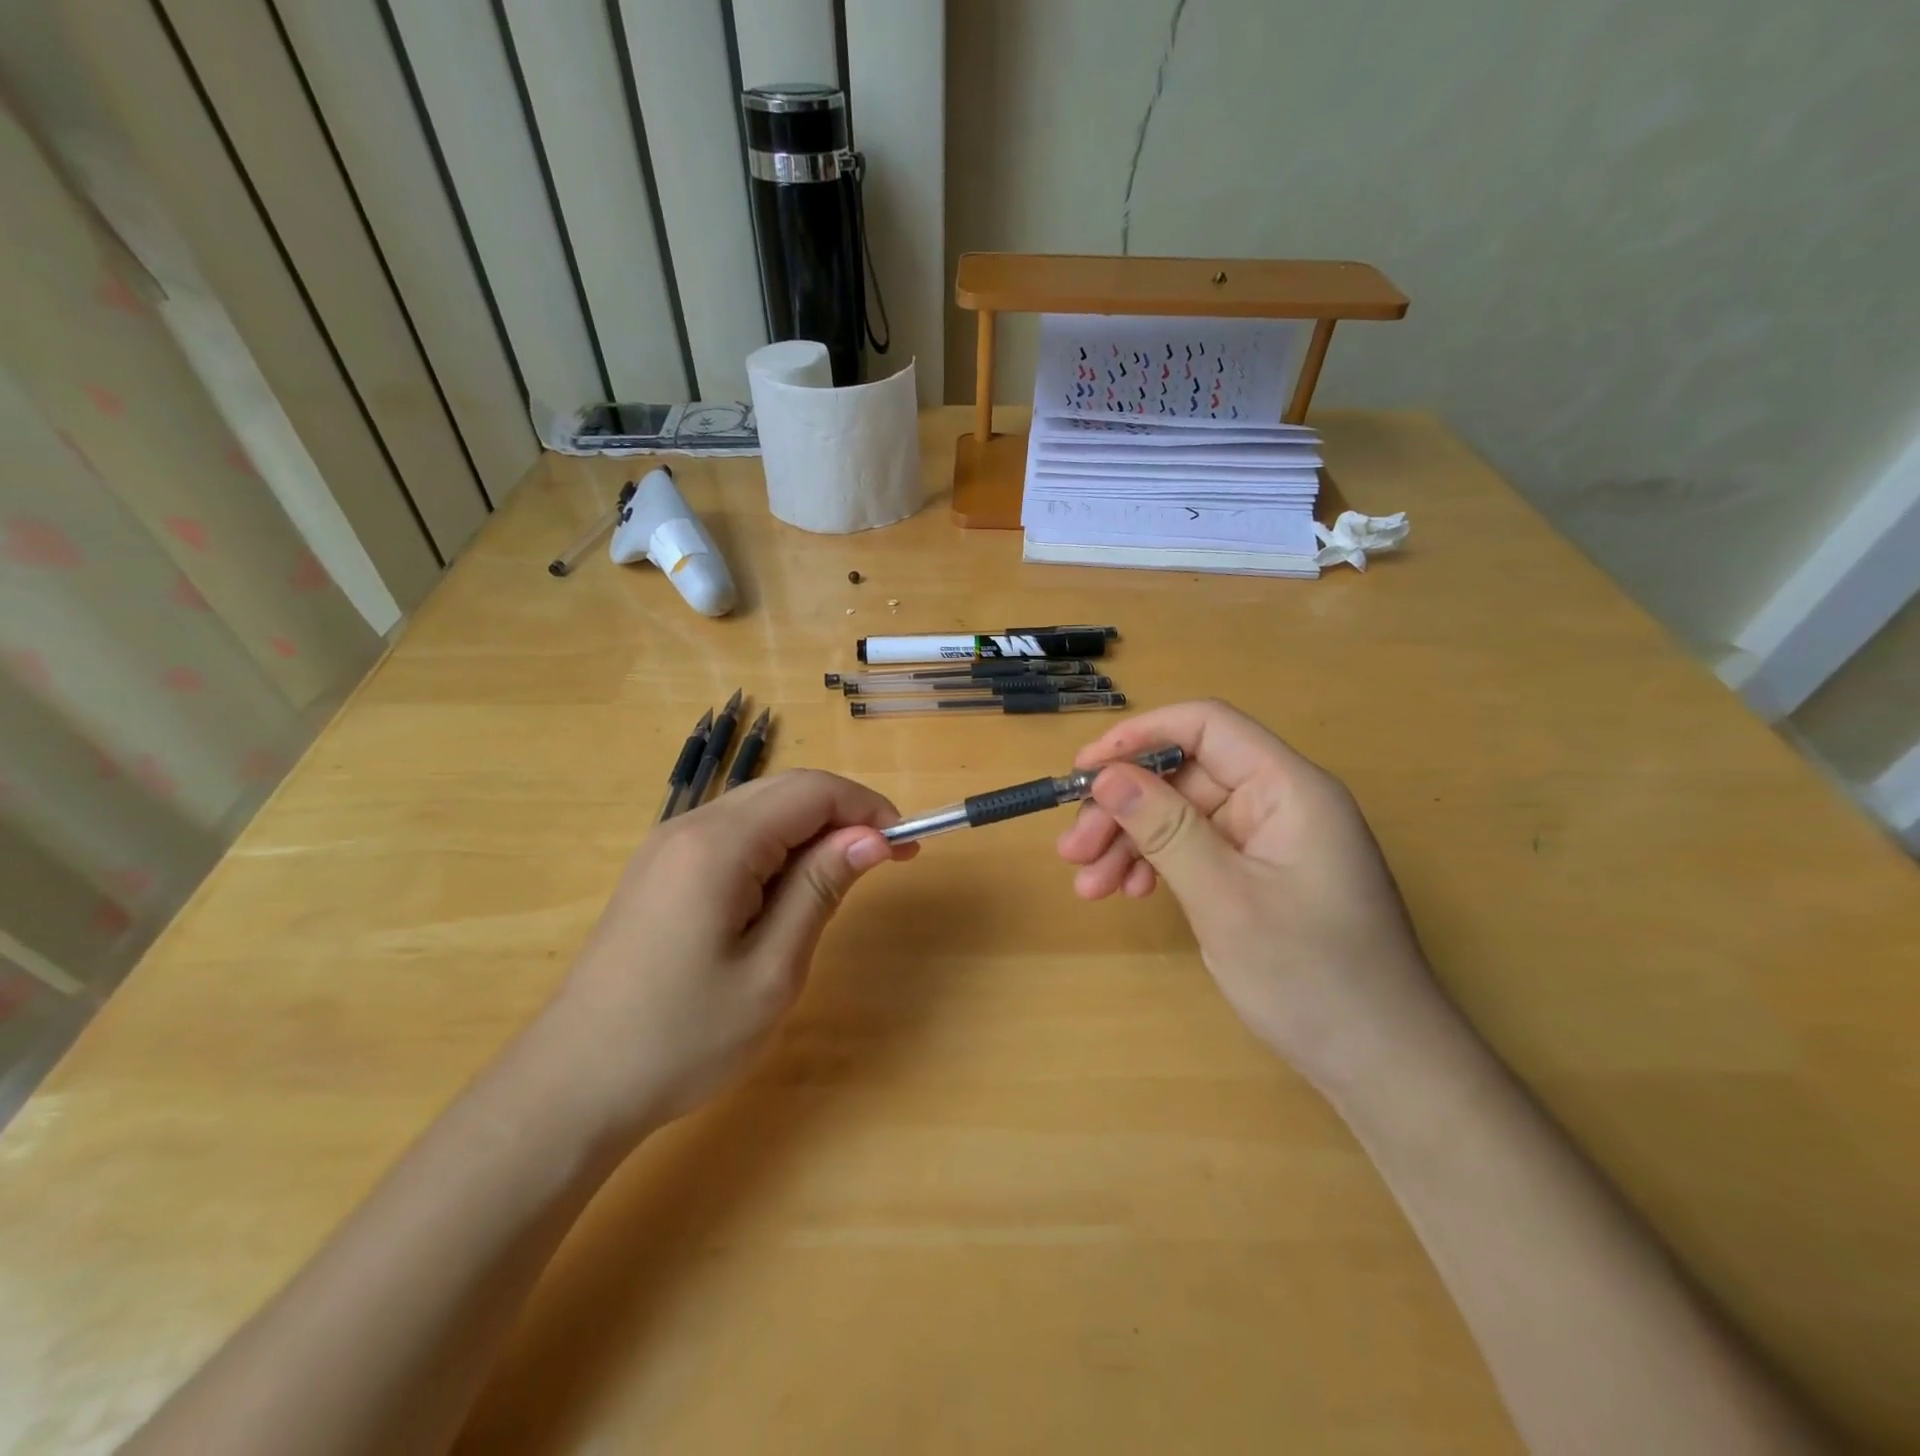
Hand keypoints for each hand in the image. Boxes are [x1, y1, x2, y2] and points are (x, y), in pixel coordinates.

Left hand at [541, 770, 915, 1139]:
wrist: (573, 1085)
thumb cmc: (683, 1037)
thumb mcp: (772, 969)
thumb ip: (822, 889)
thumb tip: (871, 837)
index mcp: (719, 844)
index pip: (813, 791)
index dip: (867, 808)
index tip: (905, 847)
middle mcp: (690, 826)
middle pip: (786, 789)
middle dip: (844, 813)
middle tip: (885, 861)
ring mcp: (668, 845)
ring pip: (760, 808)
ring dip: (812, 829)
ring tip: (843, 878)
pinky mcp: (660, 869)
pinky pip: (734, 834)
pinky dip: (777, 846)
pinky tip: (789, 889)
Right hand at [1056, 700, 1447, 1088]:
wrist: (1382, 1066)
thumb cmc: (1312, 978)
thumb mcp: (1225, 900)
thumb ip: (1165, 829)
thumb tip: (1107, 775)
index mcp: (1289, 788)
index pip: (1207, 726)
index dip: (1140, 736)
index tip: (1085, 769)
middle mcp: (1279, 801)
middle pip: (1185, 776)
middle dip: (1124, 807)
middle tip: (1073, 850)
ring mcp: (1269, 840)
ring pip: (1182, 815)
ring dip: (1131, 841)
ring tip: (1088, 885)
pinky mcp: (1259, 874)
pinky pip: (1195, 849)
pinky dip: (1156, 865)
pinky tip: (1126, 892)